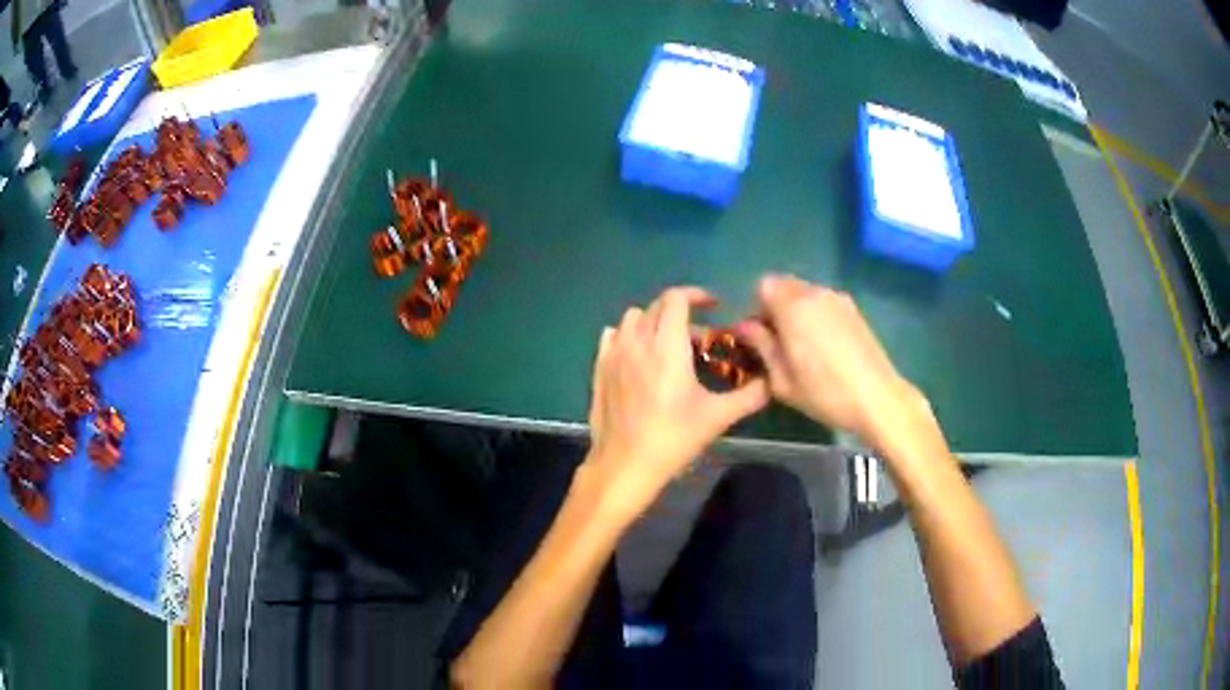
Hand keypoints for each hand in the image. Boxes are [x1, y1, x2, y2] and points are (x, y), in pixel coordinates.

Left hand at [585, 287, 768, 517]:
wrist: (625, 464)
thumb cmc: (674, 437)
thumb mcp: (718, 416)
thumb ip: (750, 395)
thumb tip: (772, 381)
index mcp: (667, 345)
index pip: (677, 298)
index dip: (697, 295)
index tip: (714, 306)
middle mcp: (638, 340)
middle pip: (657, 306)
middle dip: (682, 313)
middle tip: (701, 338)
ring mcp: (613, 353)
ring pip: (632, 319)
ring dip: (654, 322)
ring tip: (669, 346)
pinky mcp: (599, 368)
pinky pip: (612, 337)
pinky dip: (629, 336)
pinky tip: (639, 357)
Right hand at [737, 275, 924, 446]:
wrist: (877, 398)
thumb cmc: (824, 393)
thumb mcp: (781, 379)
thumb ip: (761, 346)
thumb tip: (745, 327)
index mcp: (793, 306)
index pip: (763, 285)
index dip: (757, 308)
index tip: (761, 335)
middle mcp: (815, 293)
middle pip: (785, 285)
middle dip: (775, 307)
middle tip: (778, 342)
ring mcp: (838, 299)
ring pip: (806, 293)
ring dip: (797, 311)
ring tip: (803, 347)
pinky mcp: (854, 310)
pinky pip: (824, 303)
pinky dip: (816, 316)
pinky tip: (825, 348)